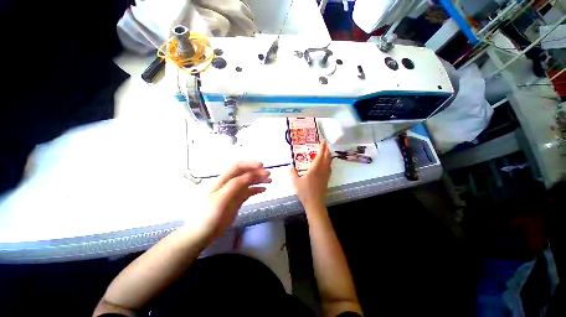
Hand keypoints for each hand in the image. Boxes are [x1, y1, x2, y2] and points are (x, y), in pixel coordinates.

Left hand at [199, 161, 270, 238]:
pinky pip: (249, 192)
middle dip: (257, 172)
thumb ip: (235, 185)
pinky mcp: (237, 200)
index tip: (262, 166)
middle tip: (269, 174)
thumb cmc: (209, 215)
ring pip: (248, 182)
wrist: (202, 233)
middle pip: (245, 173)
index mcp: (224, 180)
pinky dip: (257, 189)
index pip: (238, 167)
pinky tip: (264, 190)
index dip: (250, 164)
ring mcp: (234, 192)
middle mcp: (230, 184)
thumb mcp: (221, 198)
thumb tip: (250, 175)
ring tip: (269, 181)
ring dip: (259, 179)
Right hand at [290, 141, 331, 209]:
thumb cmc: (305, 192)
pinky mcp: (326, 180)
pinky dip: (329, 163)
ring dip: (329, 156)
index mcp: (314, 169)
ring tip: (326, 153)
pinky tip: (326, 165)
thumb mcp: (296, 182)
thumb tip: (290, 166)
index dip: (322, 147)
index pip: (320, 155)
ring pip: (329, 163)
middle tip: (325, 145)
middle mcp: (322, 170)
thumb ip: (292, 173)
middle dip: (327, 150)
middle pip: (327, 158)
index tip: (323, 141)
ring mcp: (325, 175)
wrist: (315, 203)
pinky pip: (329, 169)